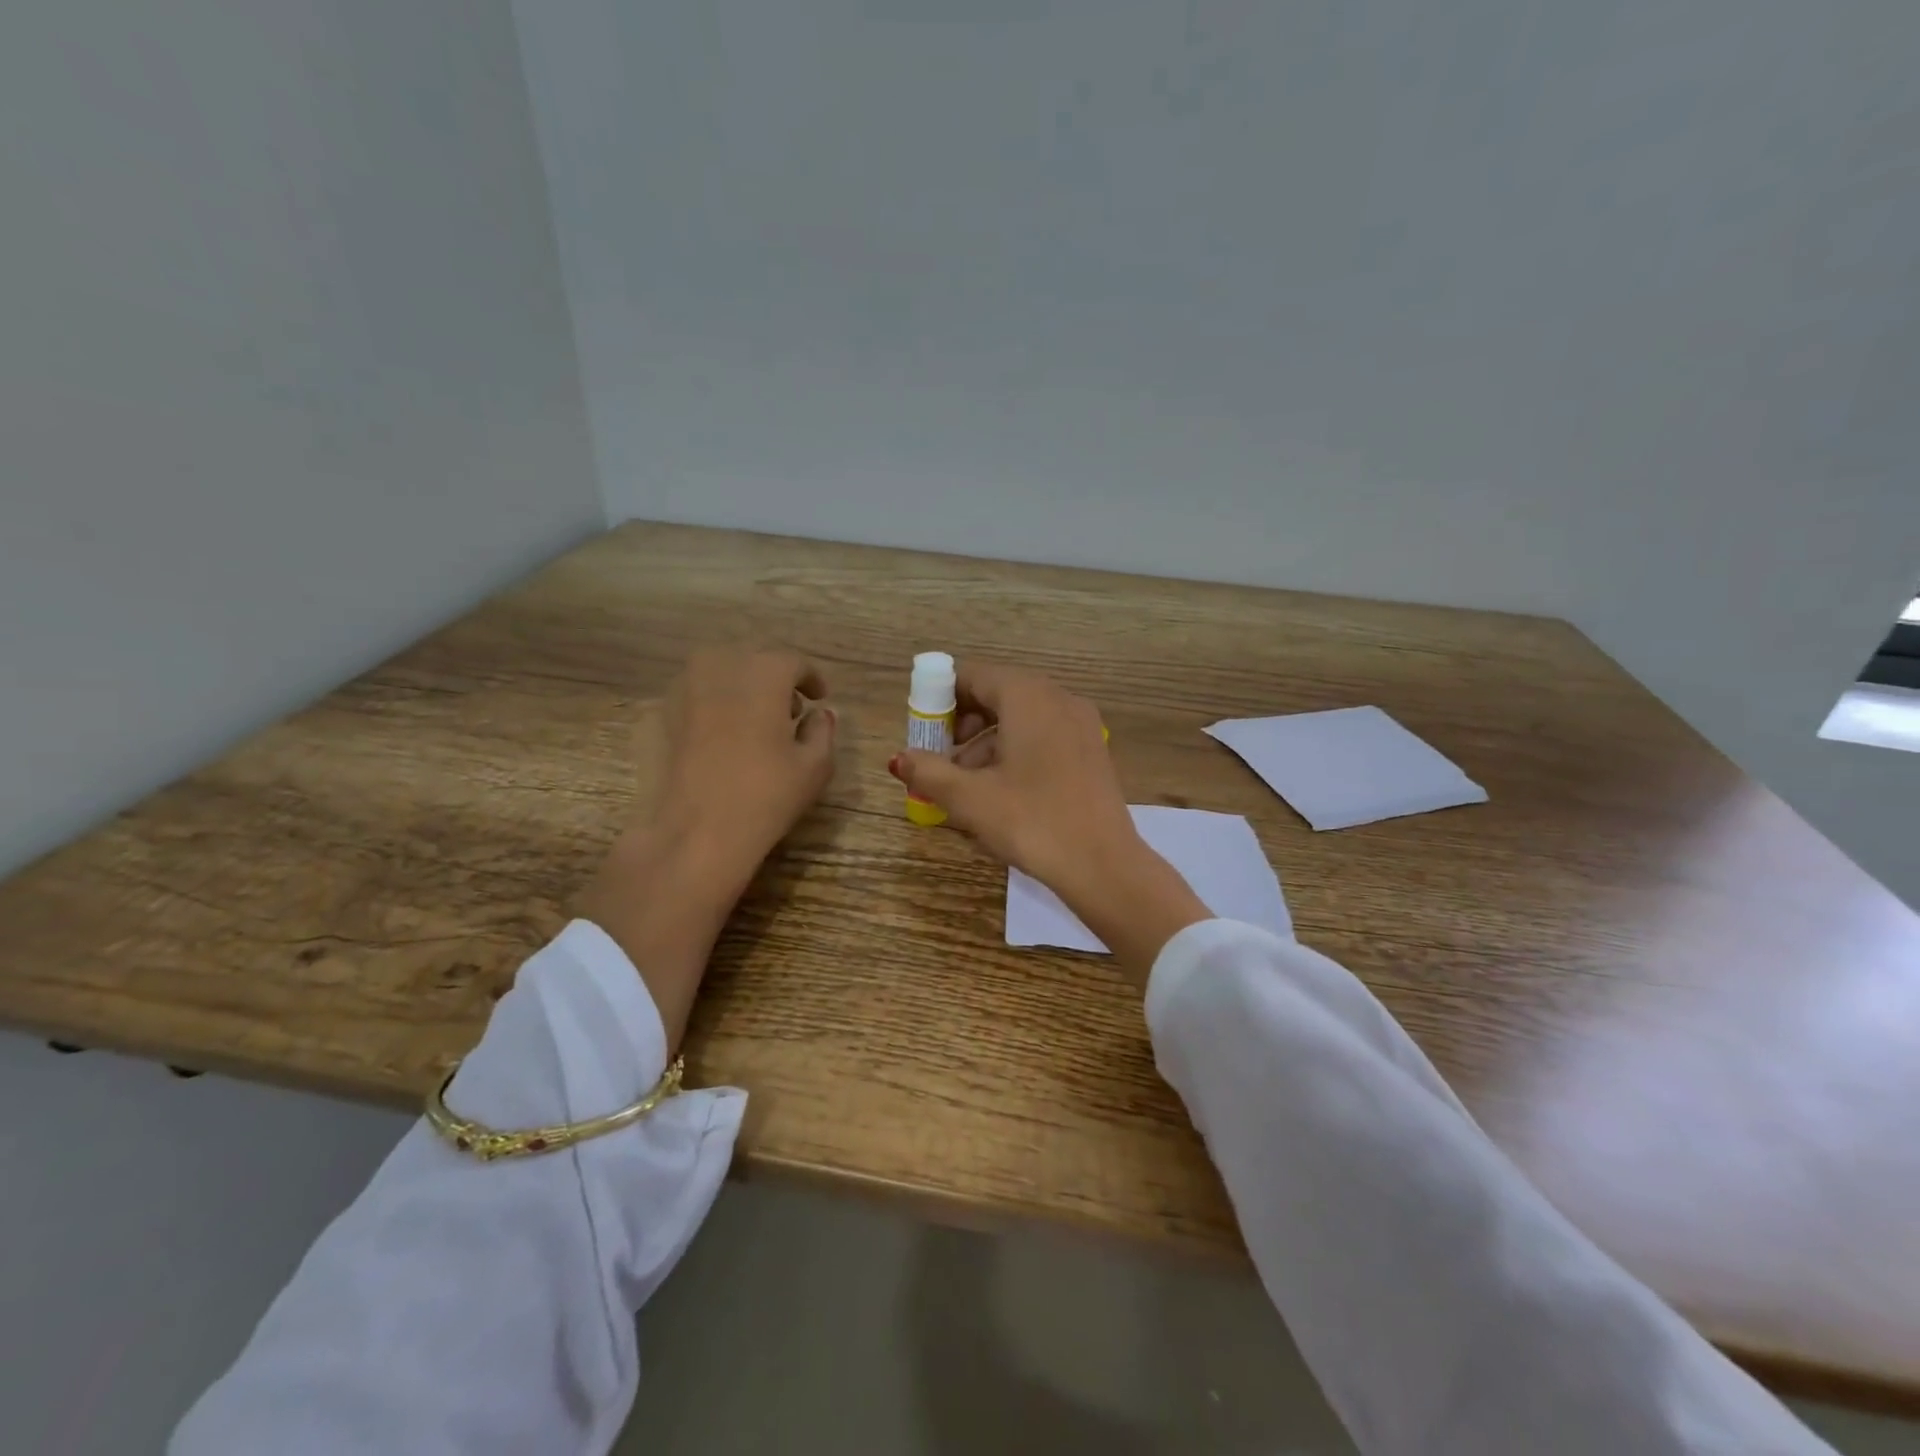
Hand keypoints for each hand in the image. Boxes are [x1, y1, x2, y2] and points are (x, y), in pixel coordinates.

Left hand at [580, 649, 835, 1049]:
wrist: (695, 832)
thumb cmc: (766, 795)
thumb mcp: (815, 766)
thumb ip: (822, 731)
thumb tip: (819, 714)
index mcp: (764, 672)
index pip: (794, 662)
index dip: (812, 678)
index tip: (819, 698)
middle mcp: (721, 666)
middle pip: (755, 659)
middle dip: (776, 679)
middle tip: (790, 710)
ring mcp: (684, 686)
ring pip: (721, 670)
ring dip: (742, 685)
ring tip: (754, 720)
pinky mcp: (661, 712)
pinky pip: (695, 693)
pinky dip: (713, 702)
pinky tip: (721, 734)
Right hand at [889, 661, 1206, 978]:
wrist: (1103, 865)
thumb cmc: (1031, 821)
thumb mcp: (970, 798)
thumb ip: (929, 771)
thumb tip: (899, 758)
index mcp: (1028, 696)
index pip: (973, 676)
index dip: (941, 699)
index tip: (923, 732)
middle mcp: (1058, 698)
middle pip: (998, 695)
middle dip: (963, 725)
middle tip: (941, 760)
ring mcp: (1081, 724)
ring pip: (1021, 719)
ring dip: (987, 745)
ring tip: (965, 787)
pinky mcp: (1092, 751)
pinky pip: (1044, 737)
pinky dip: (1015, 753)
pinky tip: (1001, 793)